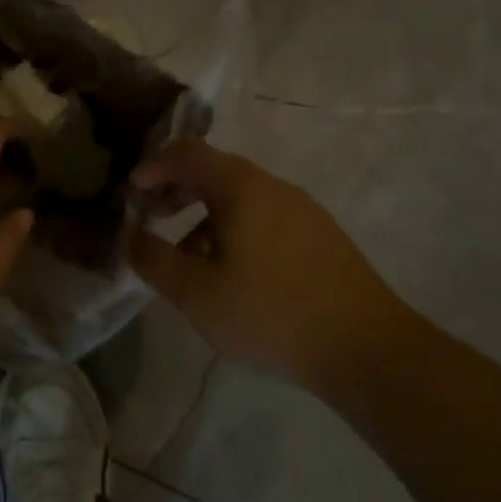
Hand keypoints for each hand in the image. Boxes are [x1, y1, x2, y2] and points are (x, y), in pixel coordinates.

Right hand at [127, 139, 398, 385]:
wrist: (368, 348)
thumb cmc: (271, 313)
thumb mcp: (197, 294)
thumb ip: (154, 261)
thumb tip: (132, 238)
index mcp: (241, 187)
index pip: (187, 153)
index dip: (154, 166)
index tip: (132, 191)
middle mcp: (273, 186)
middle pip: (215, 170)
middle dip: (177, 189)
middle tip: (153, 216)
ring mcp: (302, 210)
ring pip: (241, 197)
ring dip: (205, 214)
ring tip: (190, 257)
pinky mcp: (321, 236)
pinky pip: (265, 216)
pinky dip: (235, 228)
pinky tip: (234, 274)